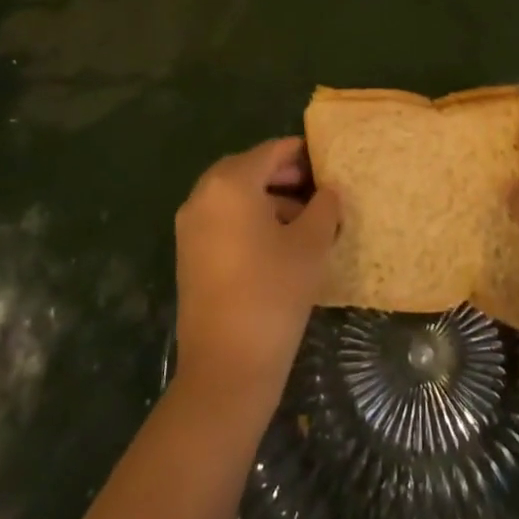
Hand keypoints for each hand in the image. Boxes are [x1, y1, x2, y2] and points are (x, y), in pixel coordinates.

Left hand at [174, 138, 340, 406]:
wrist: (226, 367)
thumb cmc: (274, 293)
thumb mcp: (311, 245)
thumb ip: (324, 207)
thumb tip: (328, 191)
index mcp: (231, 183)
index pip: (272, 151)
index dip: (303, 154)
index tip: (329, 163)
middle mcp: (203, 195)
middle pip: (249, 169)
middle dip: (284, 176)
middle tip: (319, 191)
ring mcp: (191, 225)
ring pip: (235, 196)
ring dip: (268, 199)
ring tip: (306, 221)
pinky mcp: (188, 253)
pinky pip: (223, 219)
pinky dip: (249, 220)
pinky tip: (279, 244)